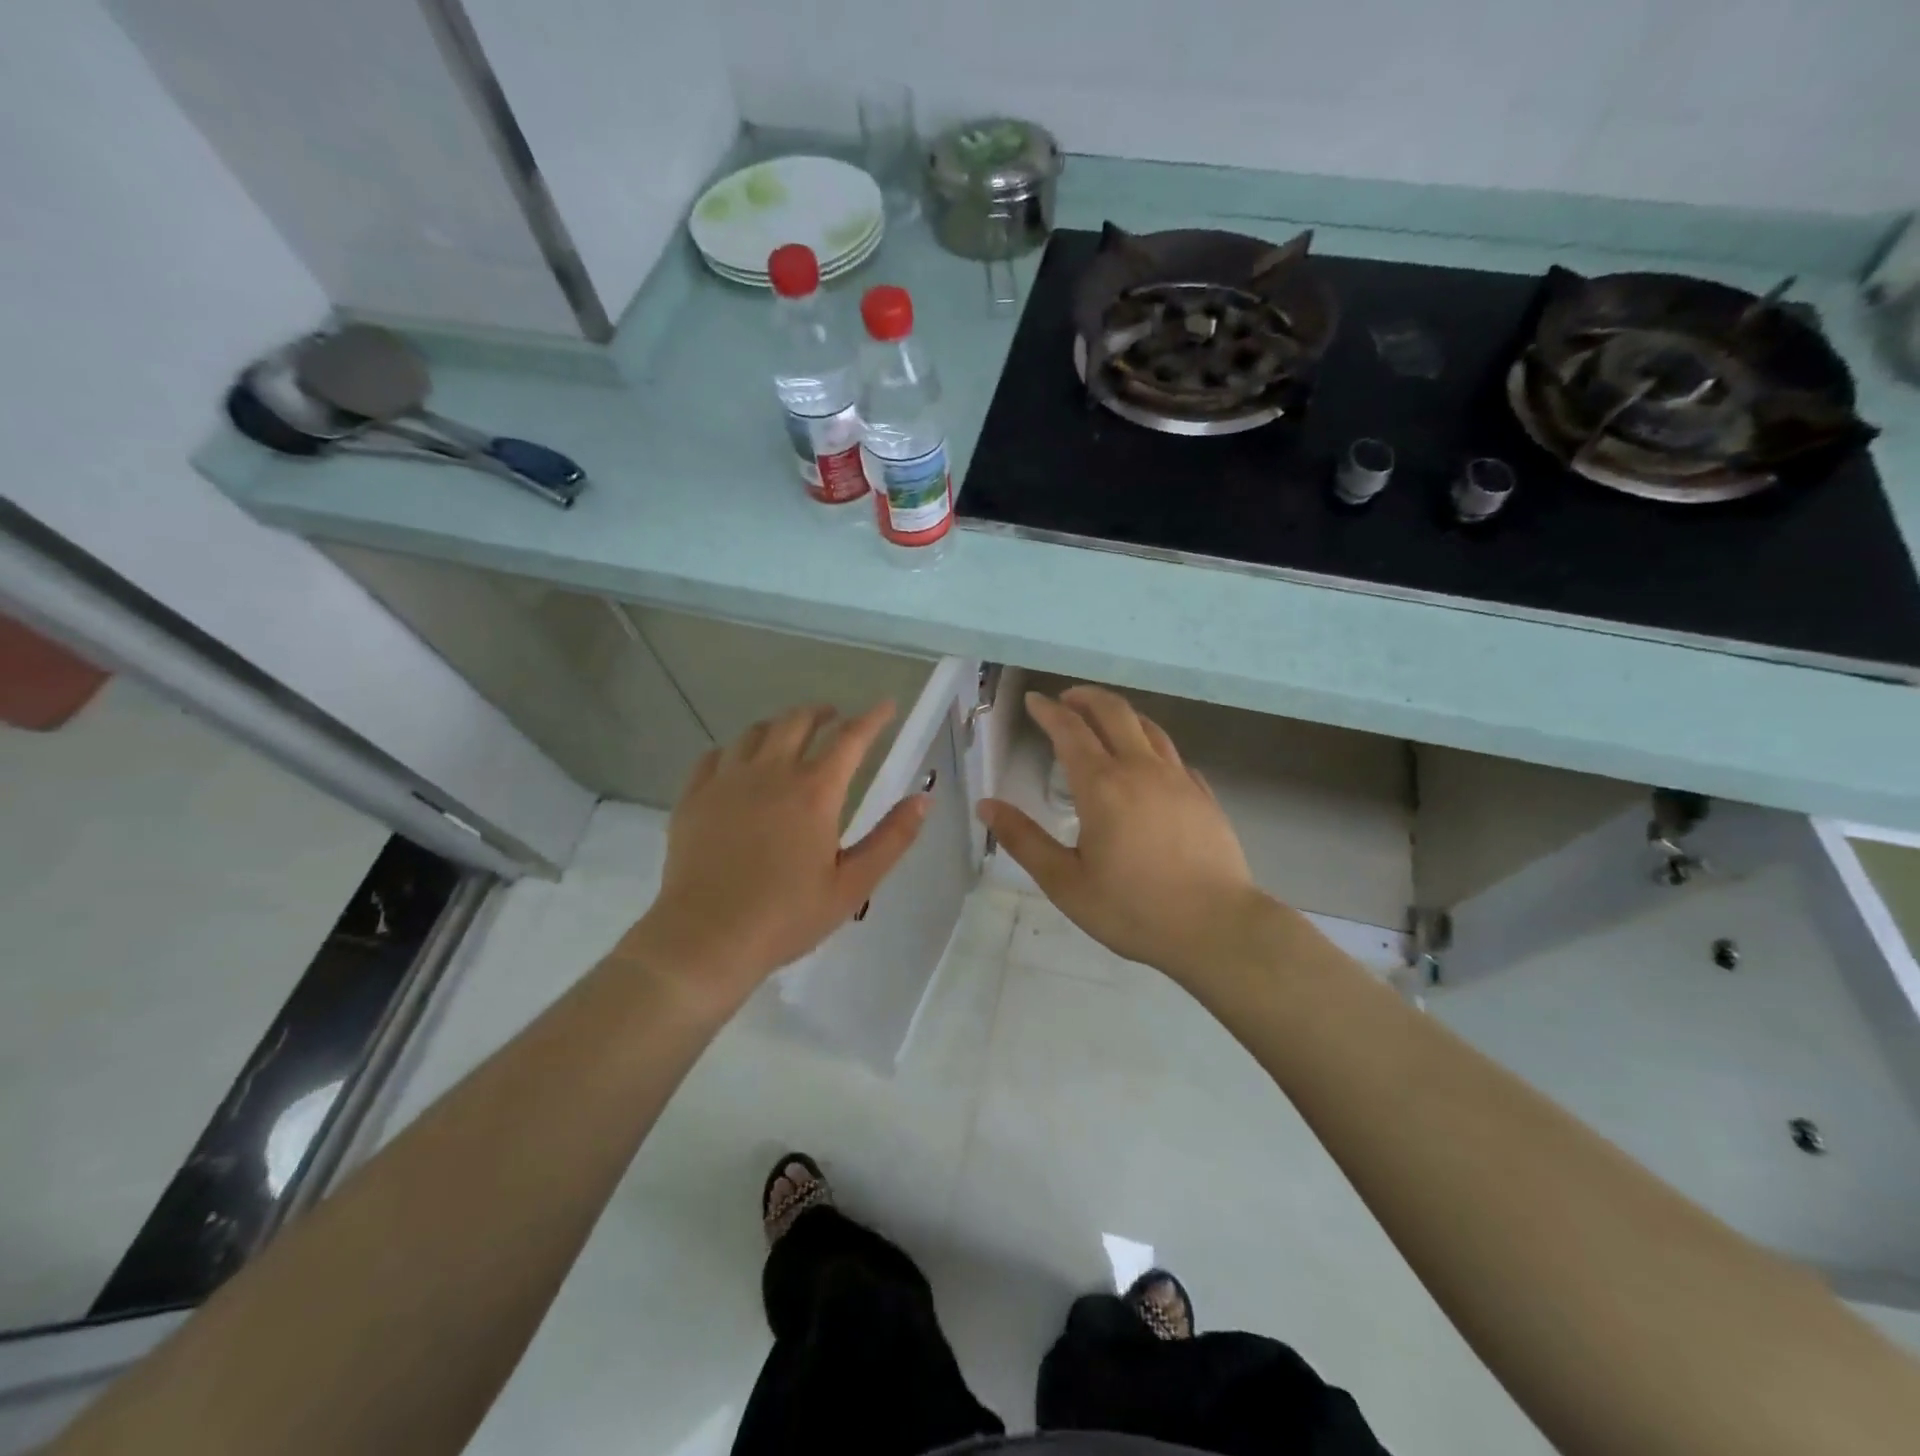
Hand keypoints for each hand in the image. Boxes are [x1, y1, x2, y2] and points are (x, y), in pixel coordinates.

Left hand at [623, 702, 927, 1010]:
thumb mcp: (853, 885)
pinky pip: (714, 756)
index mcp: (815, 792)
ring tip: (789, 735)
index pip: (851, 738)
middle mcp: (771, 773)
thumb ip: (892, 839)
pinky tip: (738, 764)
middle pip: (797, 721)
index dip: (873, 718)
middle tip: (834, 718)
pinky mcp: (694, 798)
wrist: (707, 939)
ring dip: (779, 726)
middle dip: (821, 712)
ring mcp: (727, 781)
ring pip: (755, 732)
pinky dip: (735, 750)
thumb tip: (923, 799)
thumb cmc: (787, 916)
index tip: (887, 705)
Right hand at [978, 686, 1276, 990]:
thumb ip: (1024, 840)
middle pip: (1113, 713)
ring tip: (1103, 719)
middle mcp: (1141, 769)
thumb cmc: (1133, 910)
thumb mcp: (1065, 883)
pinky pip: (1172, 755)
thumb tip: (986, 805)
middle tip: (1066, 699)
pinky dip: (1150, 744)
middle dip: (1086, 698)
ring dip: (1120, 714)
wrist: (1217, 928)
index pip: (1070, 731)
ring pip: (1148, 727)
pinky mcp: (1203, 795)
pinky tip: (1148, 763)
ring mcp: (1178, 779)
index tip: (1034, 700)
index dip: (1048, 710)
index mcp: (1102, 786)